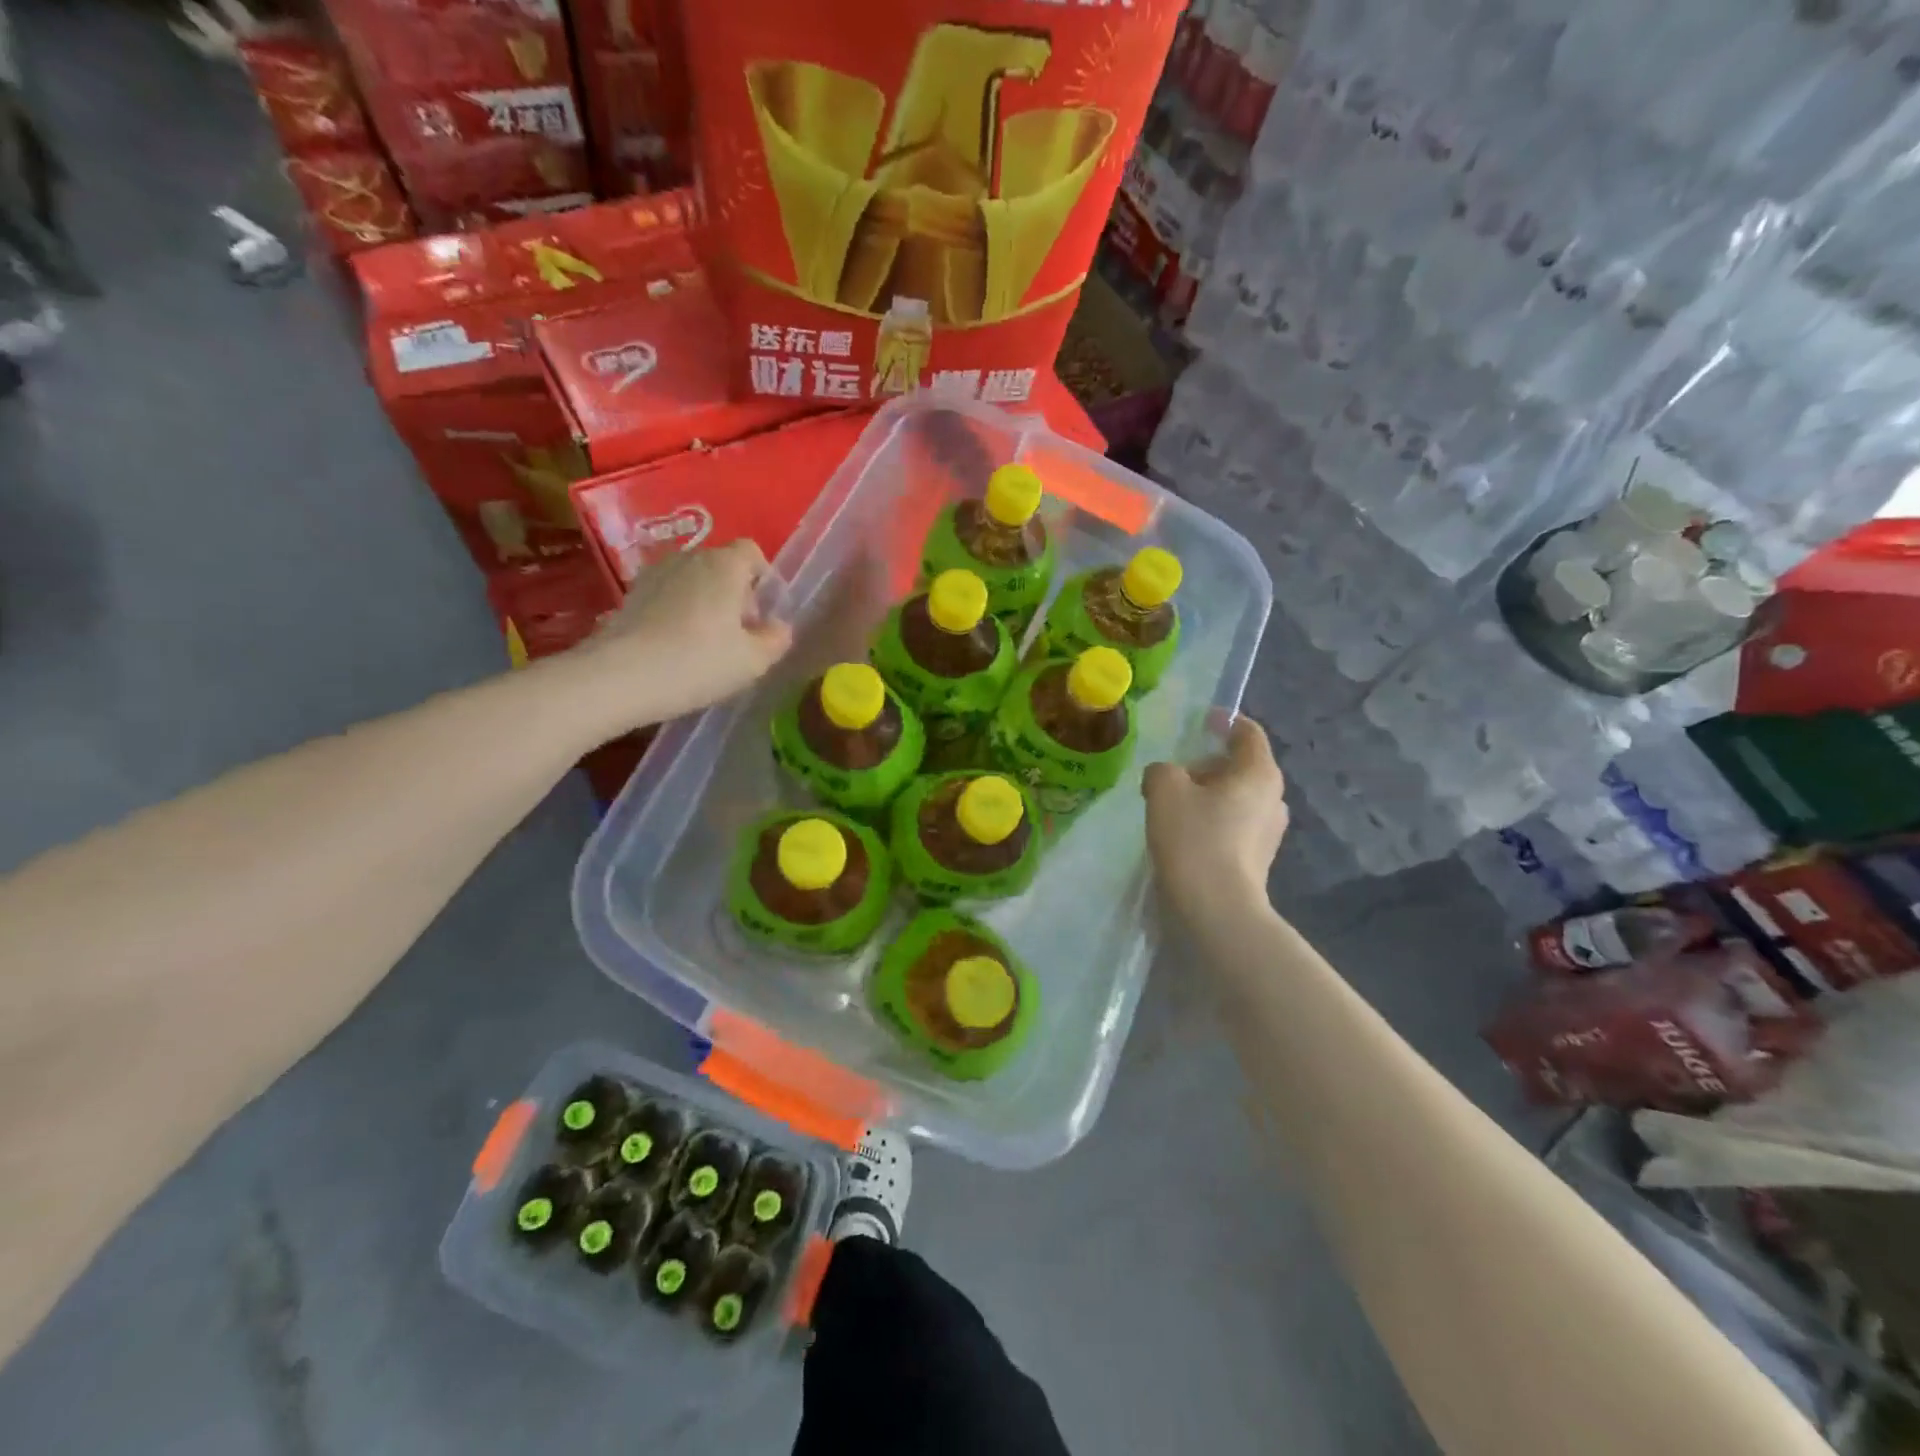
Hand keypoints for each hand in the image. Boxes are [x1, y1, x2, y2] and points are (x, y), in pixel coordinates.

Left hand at [560, 541, 792, 735]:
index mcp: (725, 565)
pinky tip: (676, 645)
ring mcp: (656, 573)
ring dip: (705, 603)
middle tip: (738, 635)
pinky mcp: (631, 594)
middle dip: (736, 594)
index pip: (752, 552)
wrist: (620, 677)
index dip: (764, 579)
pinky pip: (668, 595)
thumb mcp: (753, 661)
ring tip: (706, 643)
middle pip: (722, 566)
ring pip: (693, 581)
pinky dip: (677, 612)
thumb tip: (779, 627)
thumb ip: (776, 640)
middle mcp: (690, 558)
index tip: (763, 614)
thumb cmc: (698, 663)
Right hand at [1143, 717, 1289, 923]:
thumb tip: (1167, 777)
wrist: (1216, 908)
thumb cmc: (1194, 838)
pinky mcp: (1259, 858)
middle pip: (1239, 766)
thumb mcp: (1164, 789)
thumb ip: (1163, 770)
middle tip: (1173, 774)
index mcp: (1259, 772)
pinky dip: (1212, 820)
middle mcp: (1274, 797)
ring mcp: (1270, 830)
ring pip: (1235, 797)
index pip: (1247, 732)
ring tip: (1173, 807)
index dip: (1224, 721)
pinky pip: (1234, 824)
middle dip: (1206, 764)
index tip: (1201, 721)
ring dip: (1207, 795)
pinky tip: (1185, 835)